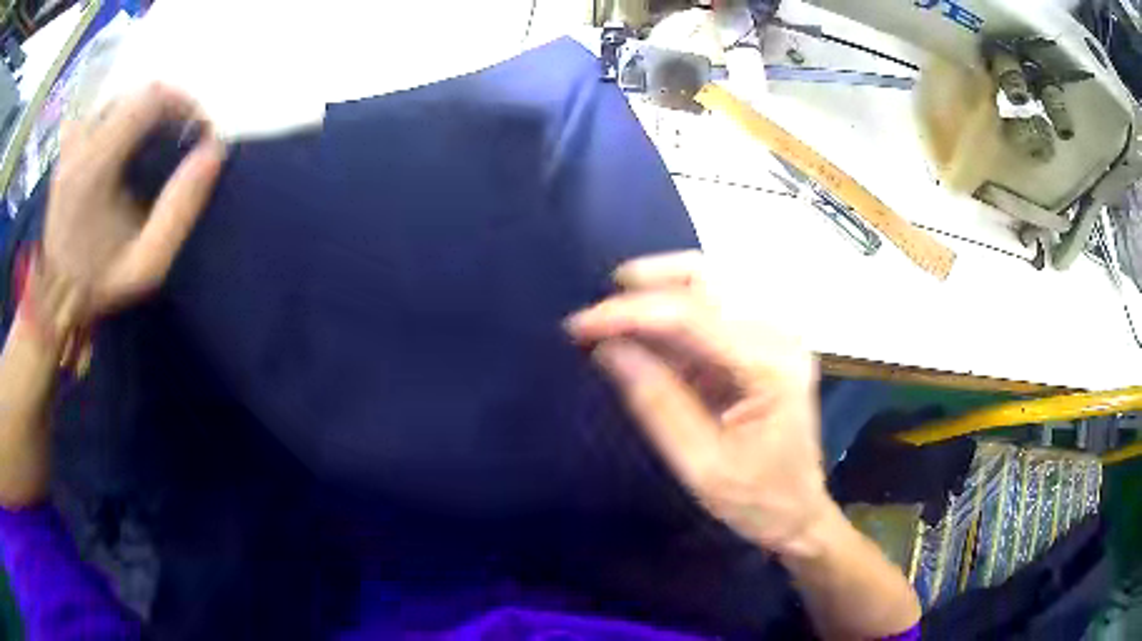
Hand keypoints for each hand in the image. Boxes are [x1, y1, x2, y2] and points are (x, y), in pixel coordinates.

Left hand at [39, 83, 225, 331]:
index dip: (184, 105)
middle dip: (168, 107)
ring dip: (145, 112)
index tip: (199, 132)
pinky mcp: (67, 147)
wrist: (55, 298)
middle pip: (137, 93)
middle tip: (182, 137)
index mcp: (95, 167)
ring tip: (157, 140)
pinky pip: (101, 111)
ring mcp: (71, 142)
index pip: (150, 99)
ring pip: (121, 98)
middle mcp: (80, 142)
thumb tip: (215, 151)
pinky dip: (121, 116)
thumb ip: (180, 209)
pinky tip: (126, 141)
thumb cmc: (101, 283)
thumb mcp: (147, 263)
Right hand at [566, 251, 831, 555]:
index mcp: (771, 368)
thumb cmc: (757, 500)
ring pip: (709, 285)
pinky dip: (673, 317)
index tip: (579, 325)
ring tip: (614, 322)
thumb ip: (657, 403)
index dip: (630, 313)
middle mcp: (779, 337)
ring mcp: (776, 336)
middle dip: (648, 281)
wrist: (798, 513)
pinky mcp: (764, 344)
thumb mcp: (701, 465)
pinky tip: (645, 338)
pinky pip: (713, 311)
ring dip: (658, 295)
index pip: (693, 315)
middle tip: (600, 310)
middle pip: (709, 277)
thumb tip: (608, 349)